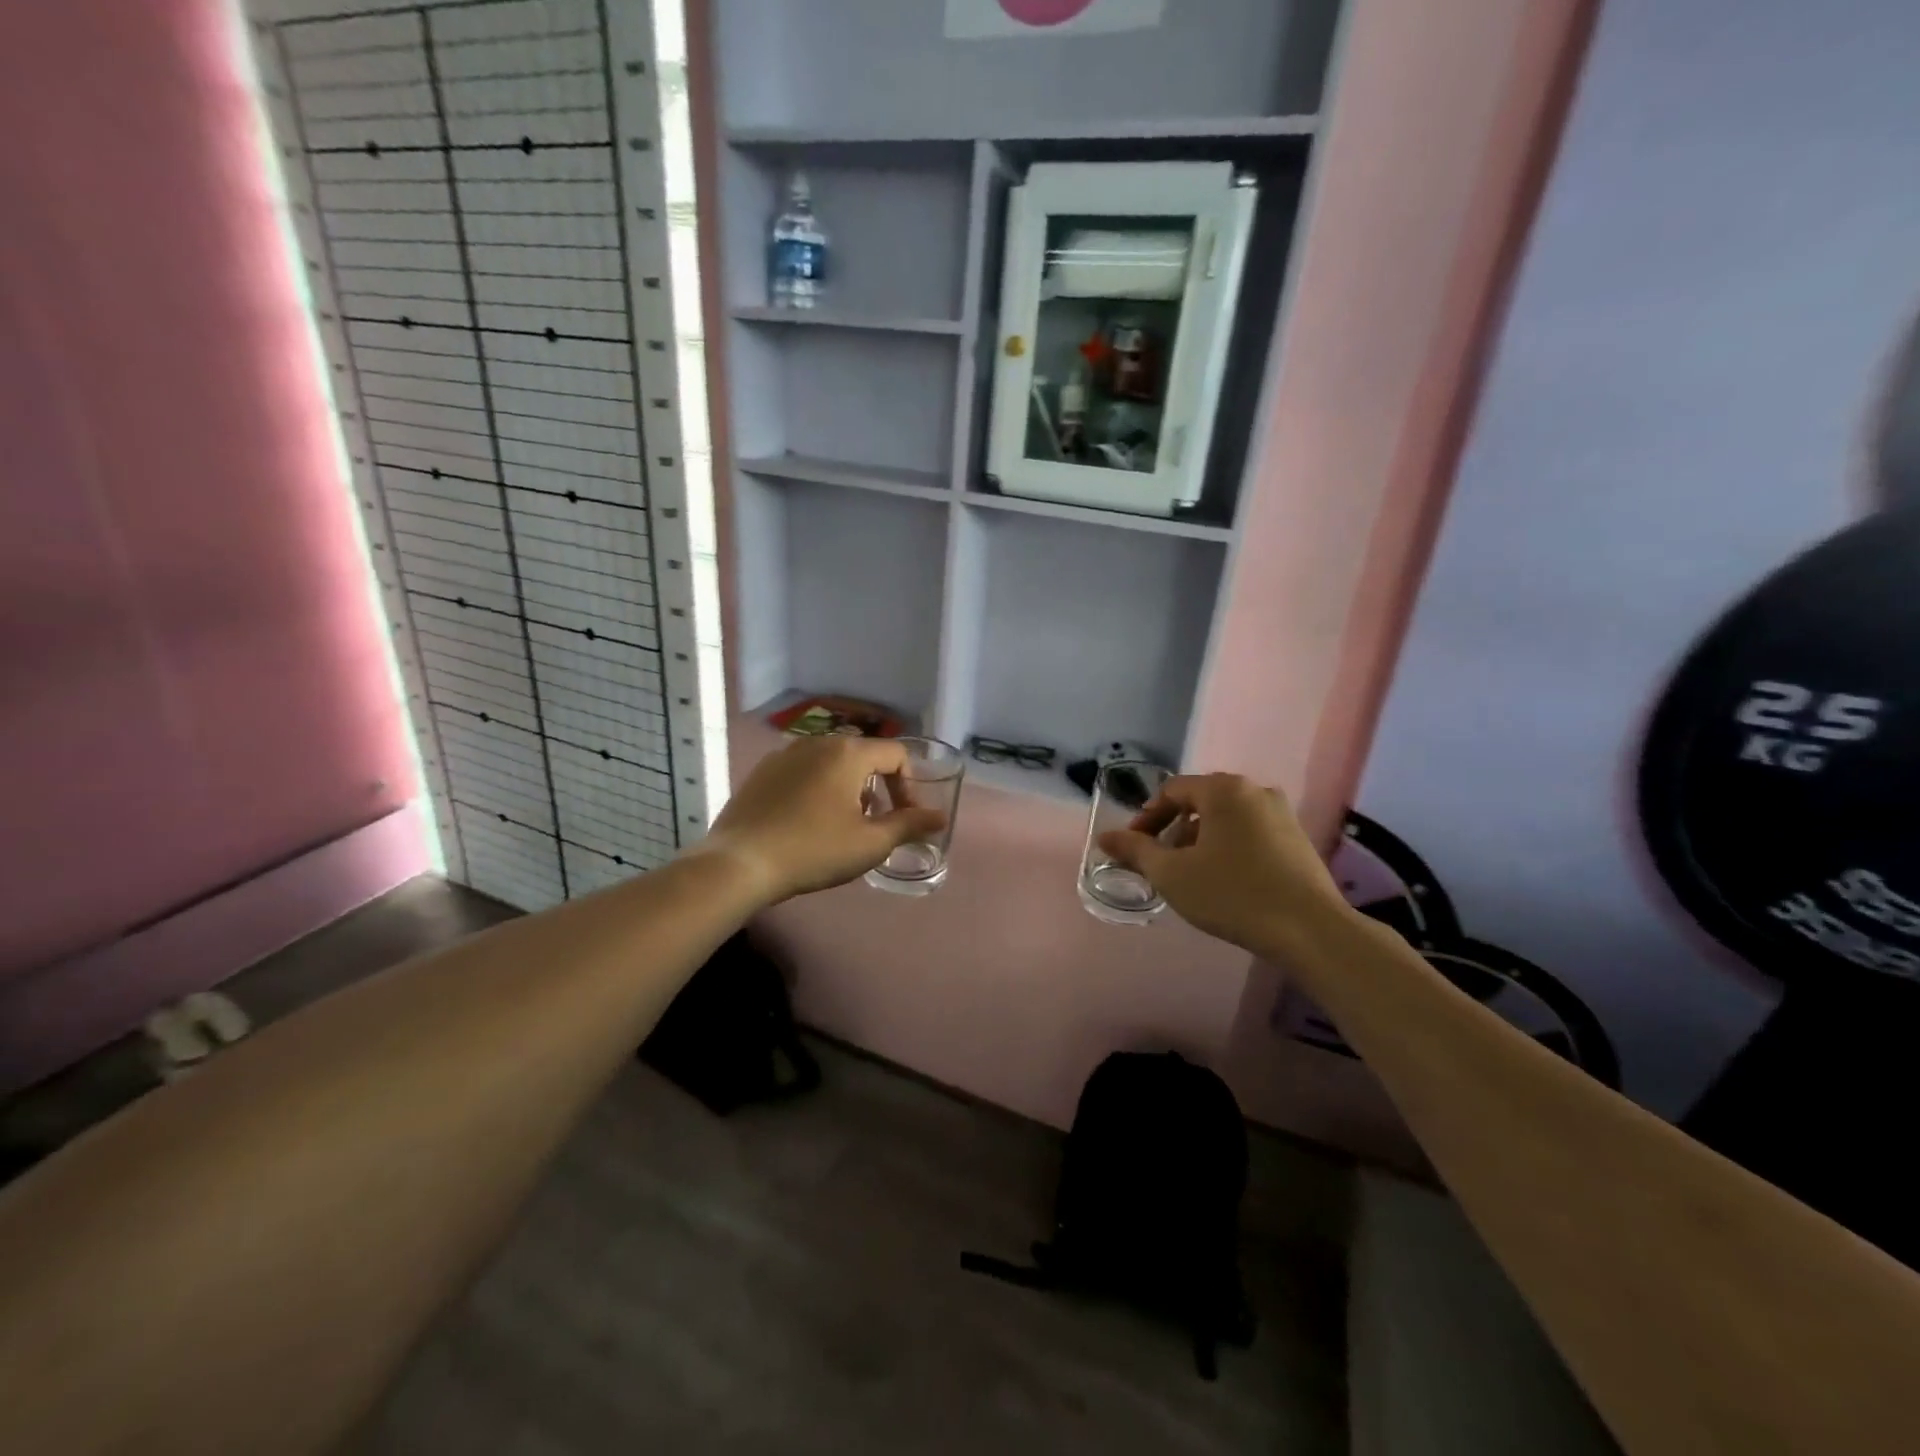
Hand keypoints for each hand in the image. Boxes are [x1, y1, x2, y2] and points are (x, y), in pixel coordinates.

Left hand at [700, 735, 947, 903]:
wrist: (741, 863)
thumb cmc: (814, 850)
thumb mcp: (870, 843)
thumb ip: (909, 825)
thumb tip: (940, 817)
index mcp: (848, 752)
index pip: (896, 755)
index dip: (909, 786)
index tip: (904, 818)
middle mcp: (818, 742)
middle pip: (863, 755)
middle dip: (879, 785)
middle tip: (876, 821)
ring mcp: (785, 754)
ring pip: (832, 761)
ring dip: (848, 786)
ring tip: (842, 823)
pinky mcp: (762, 771)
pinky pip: (803, 770)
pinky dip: (817, 787)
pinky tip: (807, 820)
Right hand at [1097, 773, 1349, 953]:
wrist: (1310, 930)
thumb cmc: (1232, 894)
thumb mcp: (1172, 874)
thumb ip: (1135, 850)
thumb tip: (1104, 837)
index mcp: (1223, 789)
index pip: (1171, 791)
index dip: (1146, 818)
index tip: (1134, 848)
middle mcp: (1255, 791)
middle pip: (1200, 802)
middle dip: (1173, 830)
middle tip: (1160, 863)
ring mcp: (1281, 814)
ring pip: (1226, 819)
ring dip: (1200, 841)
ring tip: (1190, 876)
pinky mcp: (1298, 840)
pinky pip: (1250, 833)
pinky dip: (1228, 848)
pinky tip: (1225, 882)